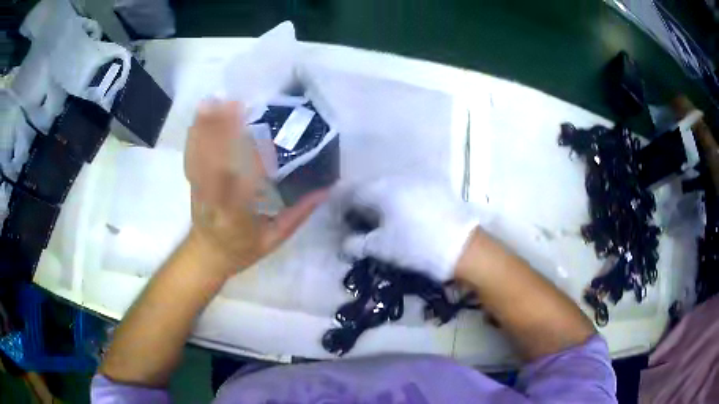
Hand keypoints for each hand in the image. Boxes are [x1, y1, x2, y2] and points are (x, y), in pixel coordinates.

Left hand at [184, 100, 327, 275]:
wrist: (206, 255)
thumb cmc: (242, 250)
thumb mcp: (274, 240)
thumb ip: (298, 215)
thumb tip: (326, 189)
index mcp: (238, 218)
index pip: (245, 187)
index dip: (250, 160)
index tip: (259, 134)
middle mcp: (216, 202)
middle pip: (216, 167)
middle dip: (222, 135)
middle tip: (232, 103)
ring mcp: (200, 191)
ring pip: (201, 159)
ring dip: (206, 130)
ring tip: (212, 103)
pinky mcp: (192, 184)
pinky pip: (191, 159)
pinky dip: (194, 137)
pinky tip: (198, 118)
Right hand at [340, 176, 480, 280]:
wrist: (462, 246)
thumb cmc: (416, 246)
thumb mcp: (381, 248)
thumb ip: (356, 244)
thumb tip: (344, 244)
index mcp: (381, 189)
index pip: (351, 191)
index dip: (340, 204)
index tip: (338, 218)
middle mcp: (398, 178)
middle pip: (370, 186)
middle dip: (360, 201)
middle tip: (357, 220)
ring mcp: (420, 180)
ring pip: (390, 186)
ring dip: (380, 200)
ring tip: (380, 219)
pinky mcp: (436, 187)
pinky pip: (408, 189)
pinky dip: (398, 200)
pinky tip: (403, 215)